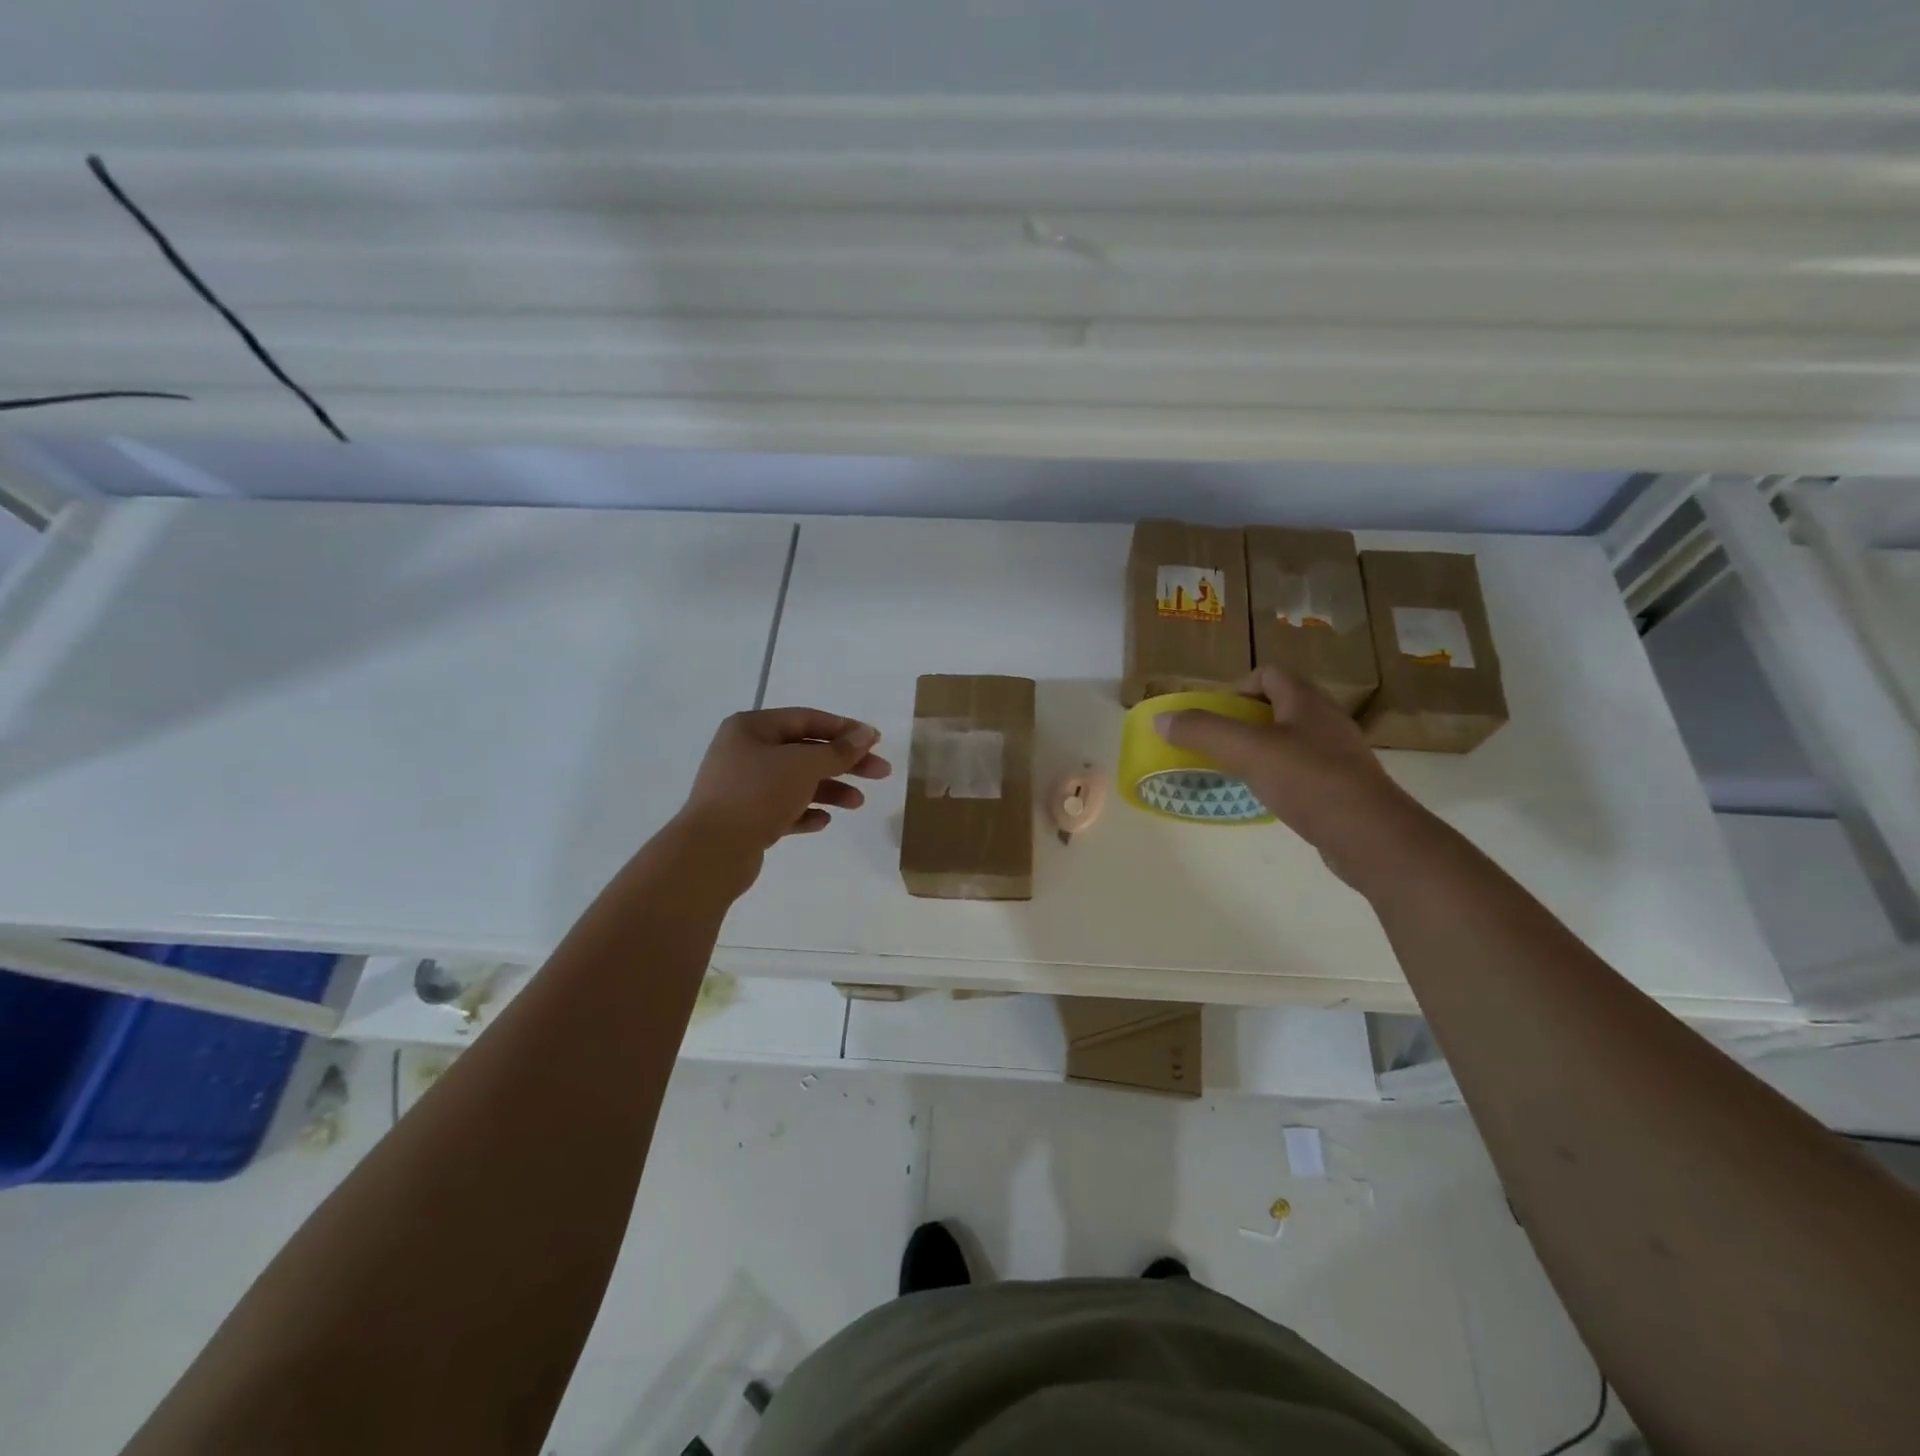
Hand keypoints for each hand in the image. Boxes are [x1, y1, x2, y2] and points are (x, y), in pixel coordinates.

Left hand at [679, 707, 892, 856]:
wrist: (712, 851)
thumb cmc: (758, 794)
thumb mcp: (804, 765)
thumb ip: (839, 750)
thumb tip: (867, 734)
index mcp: (751, 728)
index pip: (807, 719)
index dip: (844, 729)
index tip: (876, 741)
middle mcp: (744, 752)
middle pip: (805, 751)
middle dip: (844, 763)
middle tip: (881, 773)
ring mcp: (742, 786)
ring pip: (796, 782)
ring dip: (830, 790)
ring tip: (858, 804)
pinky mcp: (745, 818)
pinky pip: (782, 809)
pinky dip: (805, 812)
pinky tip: (823, 821)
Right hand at [1154, 668, 1427, 885]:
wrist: (1372, 836)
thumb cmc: (1310, 781)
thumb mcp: (1248, 751)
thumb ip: (1203, 731)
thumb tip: (1162, 720)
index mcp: (1306, 700)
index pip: (1267, 674)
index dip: (1236, 688)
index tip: (1214, 717)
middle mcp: (1325, 719)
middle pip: (1276, 706)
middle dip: (1242, 721)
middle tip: (1217, 744)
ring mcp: (1336, 753)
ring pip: (1288, 739)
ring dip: (1258, 749)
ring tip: (1234, 771)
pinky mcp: (1341, 785)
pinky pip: (1300, 768)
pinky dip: (1277, 775)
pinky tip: (1264, 797)